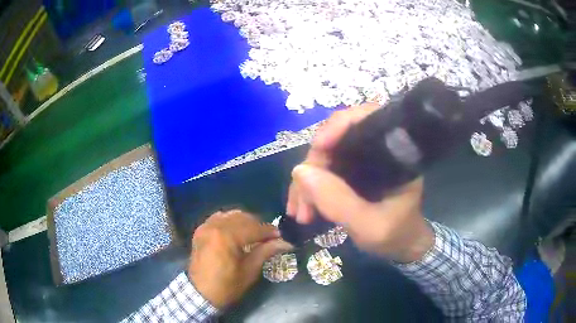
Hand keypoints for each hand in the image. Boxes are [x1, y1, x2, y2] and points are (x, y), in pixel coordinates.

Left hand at [188, 210, 293, 308]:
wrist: (199, 294)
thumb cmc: (226, 287)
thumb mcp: (249, 271)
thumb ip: (265, 252)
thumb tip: (285, 242)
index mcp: (227, 237)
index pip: (254, 228)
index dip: (270, 231)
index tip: (281, 236)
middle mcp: (215, 226)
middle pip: (243, 218)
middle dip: (259, 225)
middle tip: (269, 237)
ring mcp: (206, 226)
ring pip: (231, 215)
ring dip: (245, 221)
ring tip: (254, 234)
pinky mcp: (201, 230)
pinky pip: (219, 218)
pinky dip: (230, 221)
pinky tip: (237, 231)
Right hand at [286, 103, 433, 262]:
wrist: (401, 246)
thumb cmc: (395, 235)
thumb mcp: (370, 227)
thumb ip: (339, 202)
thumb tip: (300, 171)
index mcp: (395, 153)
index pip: (366, 119)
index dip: (338, 126)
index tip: (318, 147)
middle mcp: (377, 150)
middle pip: (336, 139)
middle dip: (313, 167)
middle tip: (301, 202)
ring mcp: (361, 160)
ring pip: (325, 156)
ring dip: (306, 182)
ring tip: (298, 212)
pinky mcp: (350, 172)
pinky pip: (323, 170)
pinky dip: (309, 188)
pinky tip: (301, 208)